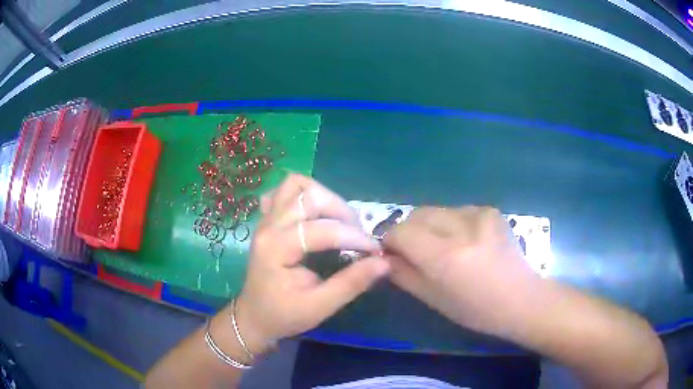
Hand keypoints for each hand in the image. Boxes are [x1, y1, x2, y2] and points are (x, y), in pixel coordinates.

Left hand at [235, 174, 389, 353]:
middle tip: (356, 234)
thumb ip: (351, 283)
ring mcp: (265, 219)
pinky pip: (284, 191)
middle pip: (309, 196)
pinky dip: (303, 195)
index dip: (354, 237)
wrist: (254, 317)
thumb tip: (384, 262)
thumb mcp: (320, 306)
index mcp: (276, 248)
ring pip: (295, 184)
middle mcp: (268, 226)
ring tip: (338, 220)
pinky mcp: (267, 219)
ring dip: (323, 196)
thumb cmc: (284, 315)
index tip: (375, 250)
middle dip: (341, 211)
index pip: (322, 230)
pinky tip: (313, 215)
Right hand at [383, 206, 537, 334]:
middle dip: (409, 231)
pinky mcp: (490, 210)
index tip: (394, 254)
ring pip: (436, 211)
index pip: (400, 232)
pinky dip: (451, 224)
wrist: (521, 299)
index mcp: (446, 257)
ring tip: (444, 247)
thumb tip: (385, 256)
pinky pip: (456, 211)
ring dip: (430, 227)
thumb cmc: (475, 310)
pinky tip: (466, 242)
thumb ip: (403, 274)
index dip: (391, 242)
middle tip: (416, 252)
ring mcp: (479, 215)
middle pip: (416, 214)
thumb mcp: (433, 299)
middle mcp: (462, 228)